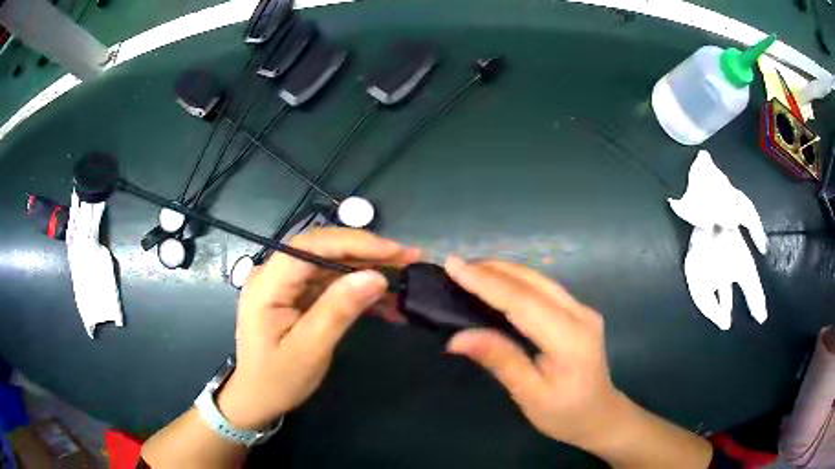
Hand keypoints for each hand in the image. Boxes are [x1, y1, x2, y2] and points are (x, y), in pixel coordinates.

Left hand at [217, 228, 420, 429]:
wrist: (257, 397)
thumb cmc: (277, 379)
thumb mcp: (309, 350)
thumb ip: (338, 310)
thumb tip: (376, 277)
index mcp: (267, 284)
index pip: (311, 247)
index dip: (355, 243)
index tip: (394, 251)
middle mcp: (273, 274)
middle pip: (322, 248)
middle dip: (366, 250)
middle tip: (408, 256)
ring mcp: (285, 283)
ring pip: (330, 262)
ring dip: (367, 266)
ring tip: (404, 271)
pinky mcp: (296, 294)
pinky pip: (330, 281)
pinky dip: (357, 286)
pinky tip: (384, 295)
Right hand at [444, 257, 626, 450]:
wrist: (600, 416)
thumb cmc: (564, 414)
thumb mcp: (529, 395)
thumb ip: (500, 360)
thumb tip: (457, 338)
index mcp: (569, 339)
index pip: (523, 302)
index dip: (487, 283)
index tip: (454, 266)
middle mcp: (580, 314)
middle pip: (533, 282)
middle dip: (493, 270)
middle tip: (456, 265)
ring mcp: (583, 310)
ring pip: (540, 280)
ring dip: (504, 271)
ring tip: (471, 270)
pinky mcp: (579, 312)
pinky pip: (544, 288)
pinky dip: (517, 281)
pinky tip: (499, 283)